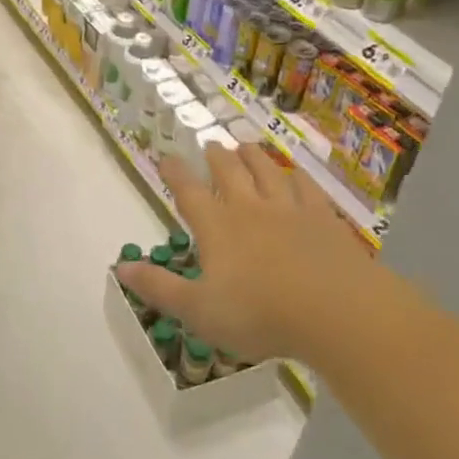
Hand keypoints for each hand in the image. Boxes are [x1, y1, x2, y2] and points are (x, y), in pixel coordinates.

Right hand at [116, 145, 389, 363]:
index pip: (189, 192)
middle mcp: (250, 208)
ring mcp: (290, 210)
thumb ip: (159, 287)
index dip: (175, 173)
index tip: (166, 157)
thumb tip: (120, 266)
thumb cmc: (260, 314)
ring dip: (253, 156)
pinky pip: (308, 189)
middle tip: (210, 143)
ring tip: (245, 145)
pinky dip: (298, 176)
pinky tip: (296, 173)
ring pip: (267, 172)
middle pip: (229, 172)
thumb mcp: (199, 310)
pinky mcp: (324, 220)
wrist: (337, 312)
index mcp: (217, 227)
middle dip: (216, 157)